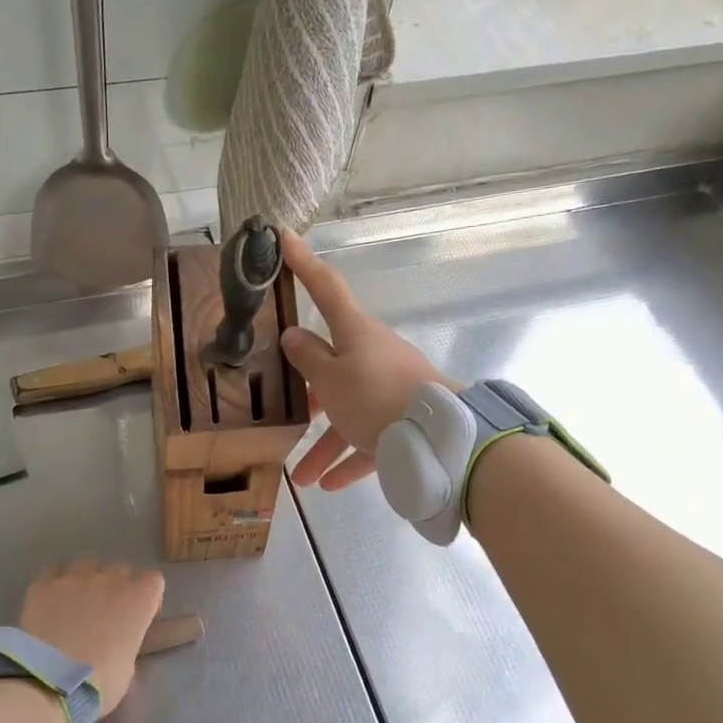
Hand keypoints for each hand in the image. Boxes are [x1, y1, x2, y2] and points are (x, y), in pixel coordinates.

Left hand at [18, 557, 164, 715]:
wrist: (49, 682)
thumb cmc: (99, 683)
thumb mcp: (127, 669)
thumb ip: (127, 645)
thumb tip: (117, 646)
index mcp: (139, 600)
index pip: (153, 581)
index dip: (147, 598)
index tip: (138, 617)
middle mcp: (110, 580)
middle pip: (120, 571)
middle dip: (116, 588)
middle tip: (105, 615)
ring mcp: (75, 578)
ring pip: (87, 565)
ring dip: (86, 580)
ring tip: (75, 604)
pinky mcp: (44, 585)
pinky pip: (54, 572)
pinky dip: (55, 584)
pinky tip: (51, 602)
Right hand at [280, 232, 459, 490]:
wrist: (439, 438)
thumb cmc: (373, 398)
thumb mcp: (330, 379)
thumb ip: (308, 358)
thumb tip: (294, 336)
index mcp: (355, 333)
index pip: (325, 287)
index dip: (303, 263)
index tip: (284, 237)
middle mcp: (374, 354)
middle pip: (334, 366)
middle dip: (309, 393)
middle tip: (286, 410)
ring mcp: (391, 388)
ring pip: (348, 412)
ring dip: (325, 444)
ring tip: (304, 476)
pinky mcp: (405, 421)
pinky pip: (370, 438)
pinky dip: (351, 459)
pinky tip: (331, 484)